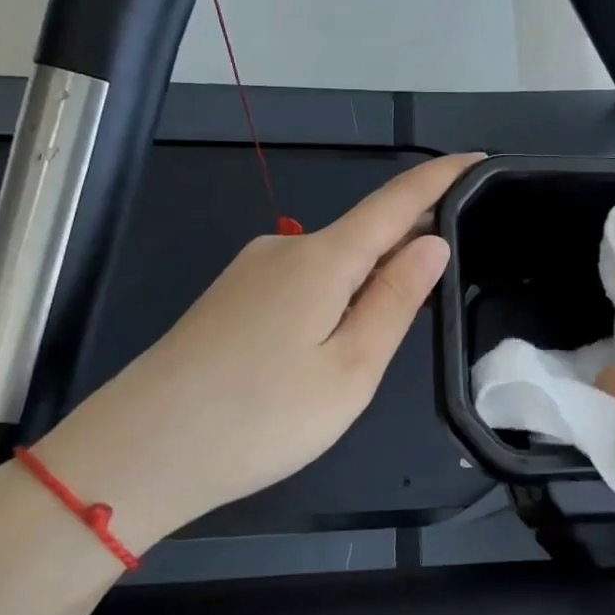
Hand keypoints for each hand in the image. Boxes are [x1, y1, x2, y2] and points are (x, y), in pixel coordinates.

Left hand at [27, 153, 480, 553]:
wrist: (135, 453)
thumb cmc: (258, 418)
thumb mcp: (349, 370)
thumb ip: (394, 300)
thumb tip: (432, 241)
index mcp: (323, 259)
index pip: (397, 201)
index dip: (441, 178)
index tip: (479, 161)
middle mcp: (285, 249)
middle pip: (366, 230)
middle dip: (411, 239)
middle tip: (451, 274)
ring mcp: (252, 272)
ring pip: (334, 261)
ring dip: (372, 276)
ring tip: (389, 330)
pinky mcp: (231, 299)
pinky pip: (304, 281)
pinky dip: (337, 293)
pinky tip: (332, 340)